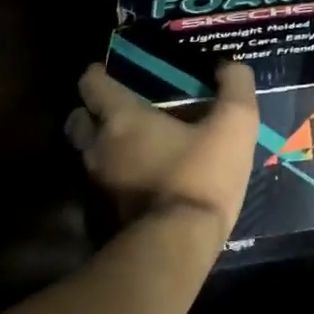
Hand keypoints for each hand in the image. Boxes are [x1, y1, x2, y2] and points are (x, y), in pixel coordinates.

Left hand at [65, 62, 259, 250]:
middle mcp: (98, 147)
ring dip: (100, 145)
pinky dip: (111, 176)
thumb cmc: (201, 176)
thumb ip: (235, 87)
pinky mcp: (103, 216)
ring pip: (86, 154)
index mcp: (122, 119)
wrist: (177, 247)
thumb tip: (231, 66)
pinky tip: (137, 178)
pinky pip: (99, 185)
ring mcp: (96, 185)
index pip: (91, 84)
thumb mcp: (235, 125)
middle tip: (116, 108)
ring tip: (129, 144)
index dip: (97, 74)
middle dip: (90, 110)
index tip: (108, 70)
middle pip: (78, 120)